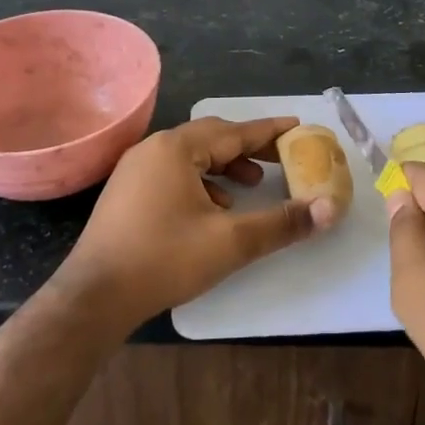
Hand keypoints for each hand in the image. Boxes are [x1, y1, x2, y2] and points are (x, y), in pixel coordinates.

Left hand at [57, 116, 336, 331]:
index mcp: (177, 148)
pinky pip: (173, 172)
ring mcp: (135, 169)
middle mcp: (154, 148)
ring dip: (224, 165)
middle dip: (248, 147)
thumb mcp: (231, 242)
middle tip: (280, 160)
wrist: (94, 297)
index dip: (270, 131)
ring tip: (250, 185)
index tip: (298, 127)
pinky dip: (201, 180)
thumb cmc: (164, 259)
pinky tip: (213, 208)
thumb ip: (282, 223)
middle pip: (212, 137)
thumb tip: (330, 209)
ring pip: (191, 155)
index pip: (235, 131)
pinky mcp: (126, 192)